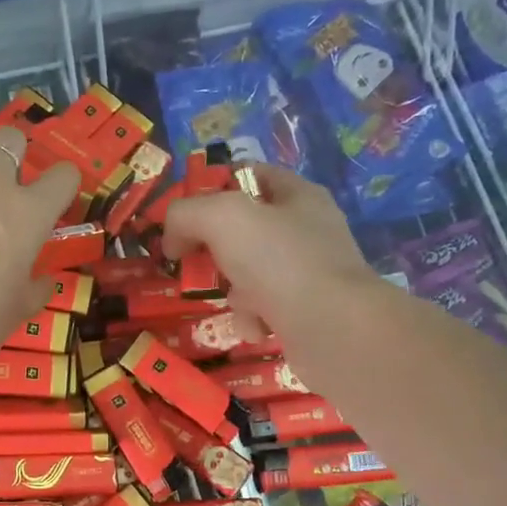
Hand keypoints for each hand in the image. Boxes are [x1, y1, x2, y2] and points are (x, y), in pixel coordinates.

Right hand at [163, 165, 370, 342]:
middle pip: (244, 229)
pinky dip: (252, 319)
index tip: (183, 214)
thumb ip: (186, 214)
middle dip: (215, 248)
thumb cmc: (280, 262)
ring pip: (249, 273)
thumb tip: (172, 238)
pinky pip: (264, 309)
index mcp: (297, 195)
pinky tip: (255, 327)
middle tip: (195, 261)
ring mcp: (310, 273)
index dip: (212, 188)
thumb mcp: (221, 218)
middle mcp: (307, 230)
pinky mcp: (308, 312)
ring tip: (236, 301)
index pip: (248, 175)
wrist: (334, 330)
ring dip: (232, 290)